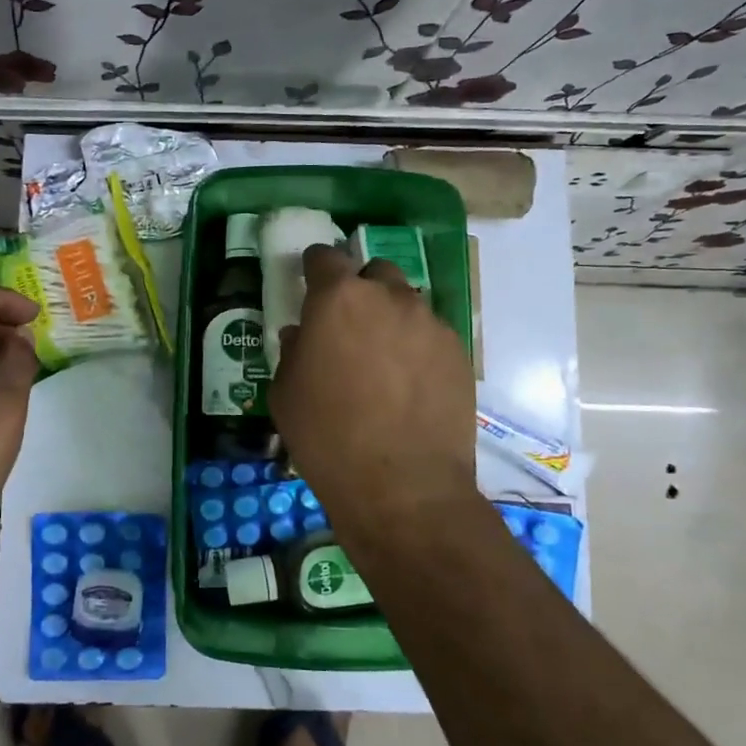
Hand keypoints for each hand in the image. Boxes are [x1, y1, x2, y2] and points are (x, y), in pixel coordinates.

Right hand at [270, 245, 476, 548]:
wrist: (403, 488)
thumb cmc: (327, 438)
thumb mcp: (286, 394)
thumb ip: (293, 351)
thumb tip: (302, 335)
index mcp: (338, 299)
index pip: (325, 257)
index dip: (315, 267)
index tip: (310, 282)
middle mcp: (389, 298)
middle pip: (374, 273)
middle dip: (359, 289)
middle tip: (348, 325)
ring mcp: (430, 324)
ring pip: (407, 303)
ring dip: (390, 318)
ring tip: (382, 359)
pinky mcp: (459, 353)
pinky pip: (431, 335)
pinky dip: (416, 347)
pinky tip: (409, 384)